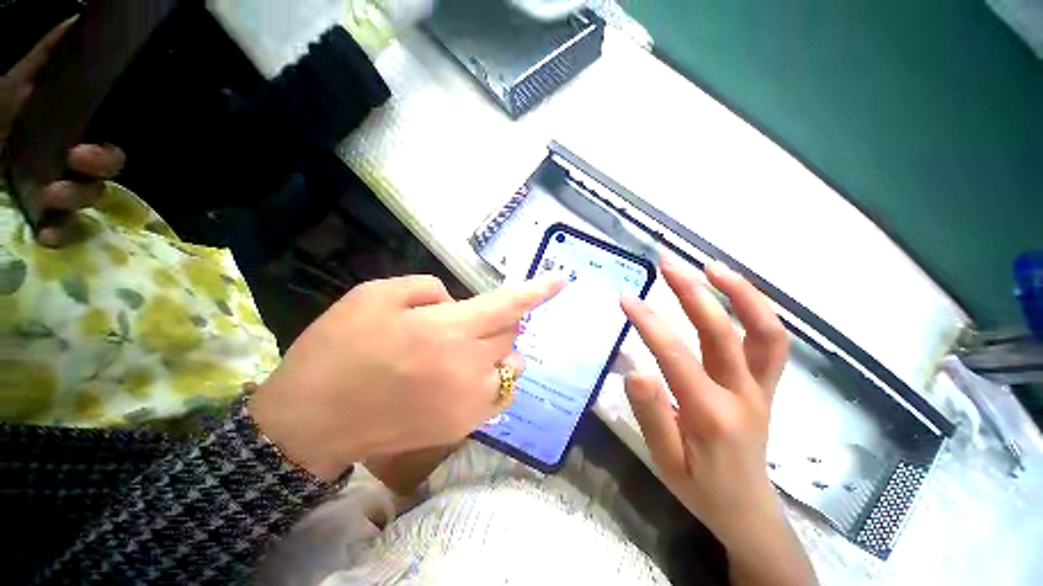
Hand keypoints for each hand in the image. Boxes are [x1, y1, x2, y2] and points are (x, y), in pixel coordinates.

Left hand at [0, 17, 125, 246]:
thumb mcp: (12, 85)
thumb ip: (44, 57)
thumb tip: (81, 21)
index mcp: (63, 134)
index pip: (106, 142)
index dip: (108, 148)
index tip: (90, 146)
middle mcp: (65, 163)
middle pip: (108, 171)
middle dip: (101, 167)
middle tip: (79, 160)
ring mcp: (56, 195)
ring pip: (91, 200)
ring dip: (76, 199)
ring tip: (48, 197)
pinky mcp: (44, 222)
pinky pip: (67, 232)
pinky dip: (61, 234)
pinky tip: (46, 234)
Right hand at [250, 275, 562, 480]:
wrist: (313, 419)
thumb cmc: (339, 349)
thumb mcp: (377, 295)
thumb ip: (428, 289)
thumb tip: (456, 301)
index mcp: (448, 331)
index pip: (508, 306)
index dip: (537, 291)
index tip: (561, 281)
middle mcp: (469, 367)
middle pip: (511, 334)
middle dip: (502, 320)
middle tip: (473, 318)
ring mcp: (470, 402)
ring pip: (511, 365)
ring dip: (499, 349)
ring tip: (467, 348)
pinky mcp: (462, 426)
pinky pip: (499, 394)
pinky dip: (493, 376)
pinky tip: (468, 374)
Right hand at [622, 259, 815, 585]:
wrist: (747, 510)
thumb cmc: (700, 487)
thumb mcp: (665, 460)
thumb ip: (651, 414)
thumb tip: (636, 369)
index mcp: (710, 416)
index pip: (676, 356)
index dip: (649, 322)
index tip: (626, 299)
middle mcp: (743, 395)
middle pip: (723, 333)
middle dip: (693, 293)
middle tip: (668, 264)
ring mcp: (763, 388)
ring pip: (765, 332)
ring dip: (740, 293)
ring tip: (711, 266)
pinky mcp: (769, 385)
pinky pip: (773, 341)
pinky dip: (758, 309)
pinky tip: (735, 291)